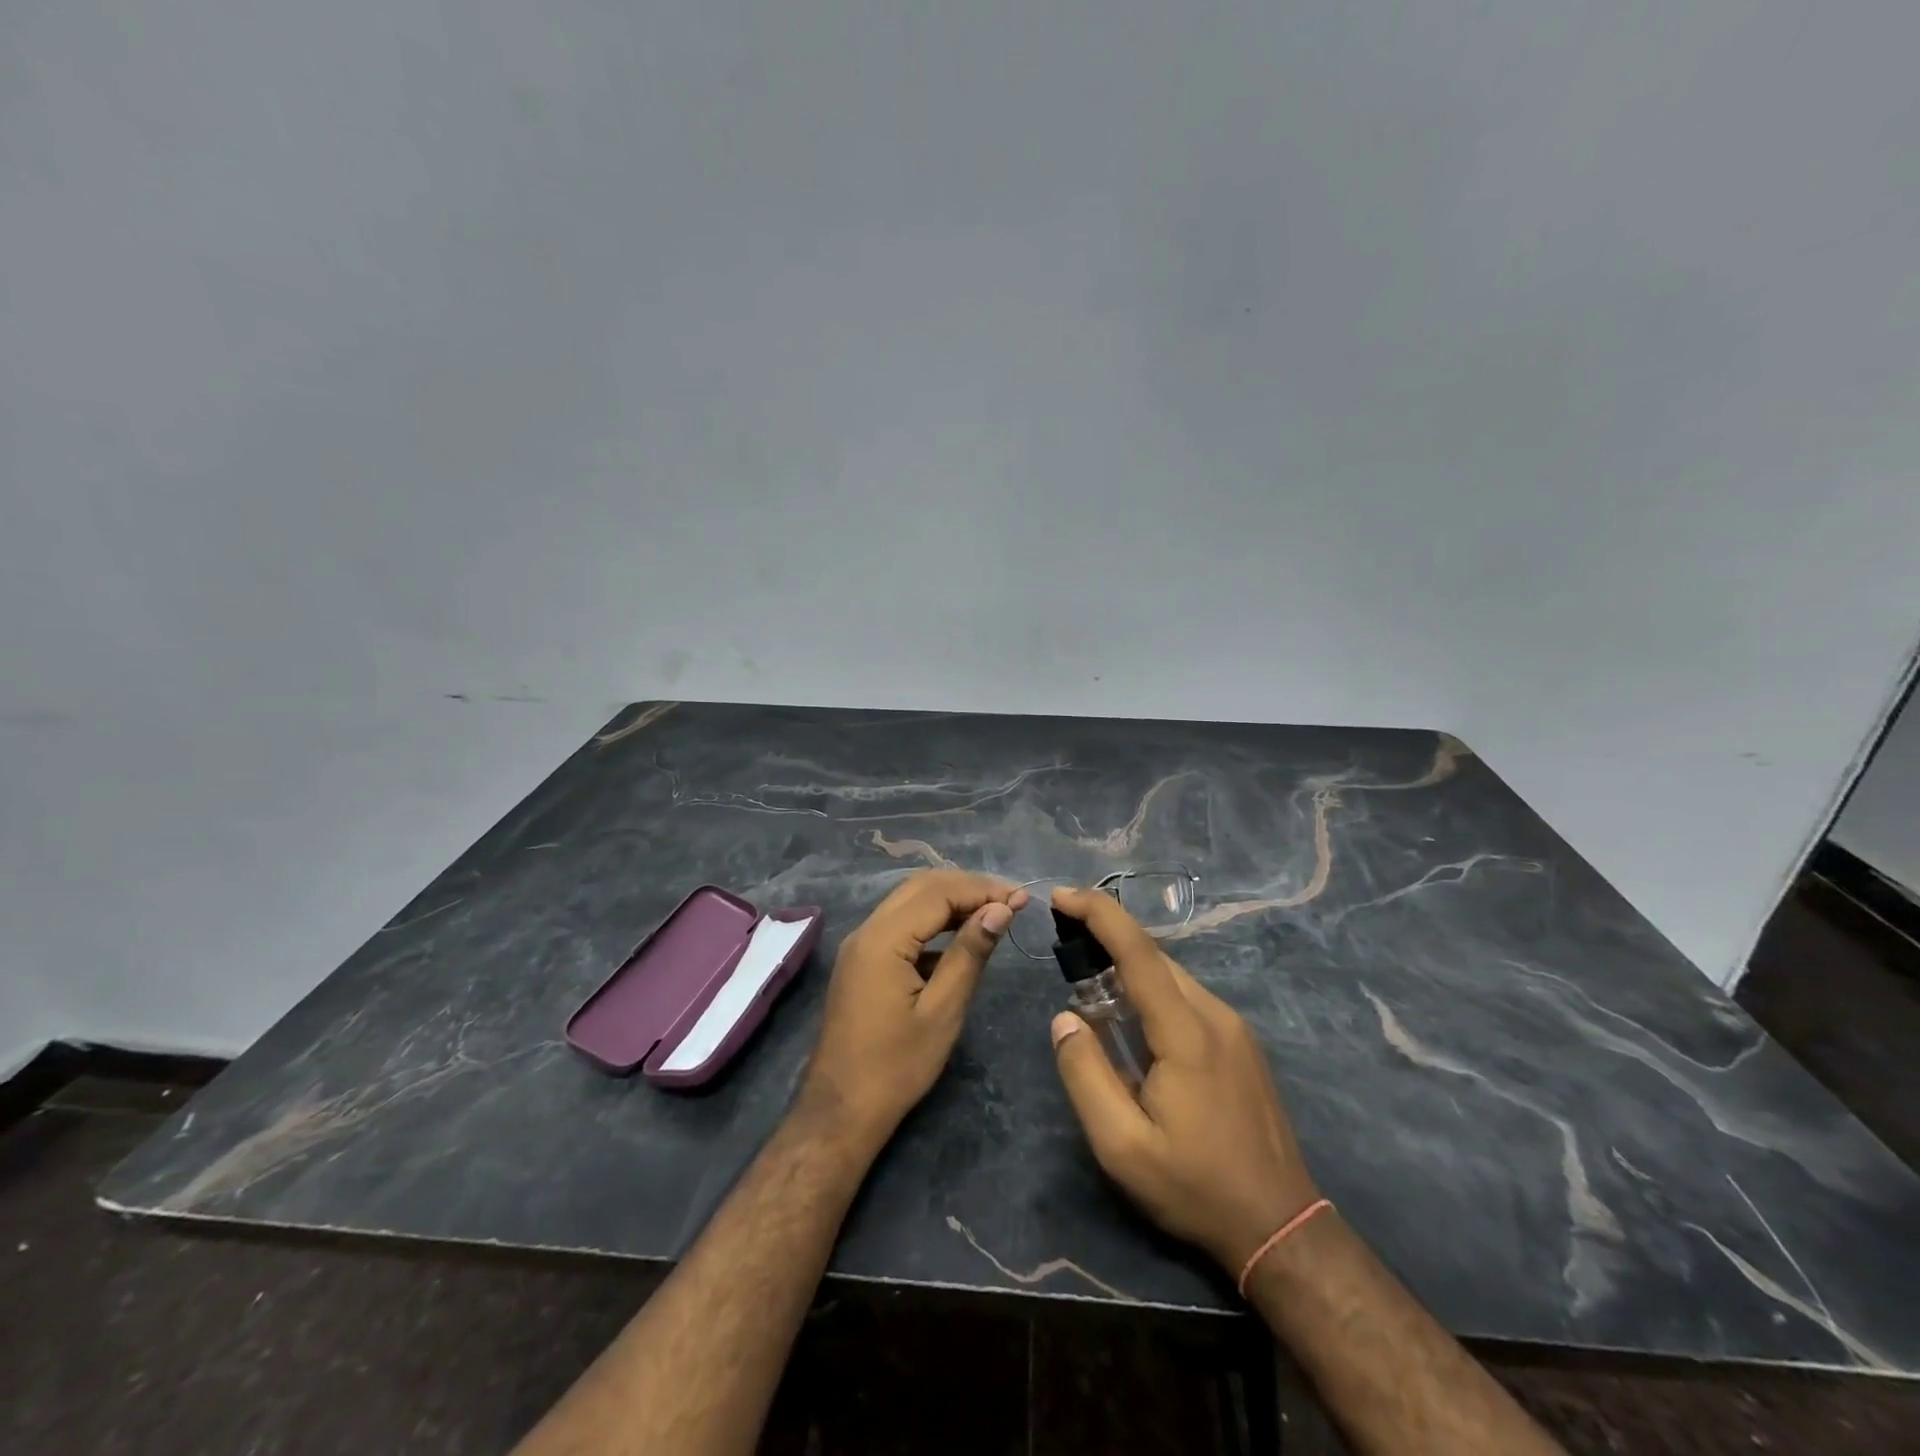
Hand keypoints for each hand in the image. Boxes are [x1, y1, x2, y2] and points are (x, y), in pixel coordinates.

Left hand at [800, 870, 1027, 1146]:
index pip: (938, 893)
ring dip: (951, 900)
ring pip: (909, 901)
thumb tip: (1000, 909)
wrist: (842, 1109)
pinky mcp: (862, 960)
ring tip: (994, 912)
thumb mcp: (943, 1010)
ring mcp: (860, 944)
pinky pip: (900, 923)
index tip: (1021, 898)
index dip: (982, 890)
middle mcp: (866, 930)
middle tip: (1010, 900)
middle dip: (968, 887)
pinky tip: (961, 937)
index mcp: (882, 939)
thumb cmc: (897, 1066)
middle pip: (921, 887)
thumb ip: (970, 953)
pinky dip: (933, 920)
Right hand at [1049, 886, 1319, 1272]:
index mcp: (1187, 1032)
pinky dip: (1151, 988)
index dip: (1098, 913)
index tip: (1061, 895)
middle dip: (1107, 936)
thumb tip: (1064, 1018)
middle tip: (1064, 940)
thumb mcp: (1122, 1146)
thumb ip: (1085, 1075)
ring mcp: (1235, 1028)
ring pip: (1173, 976)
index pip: (1138, 952)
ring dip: (1129, 966)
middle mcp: (1215, 1015)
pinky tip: (1132, 1017)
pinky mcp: (1241, 1043)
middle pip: (1155, 957)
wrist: (1281, 1226)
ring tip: (1089, 979)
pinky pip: (1188, 997)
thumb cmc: (1195, 1187)